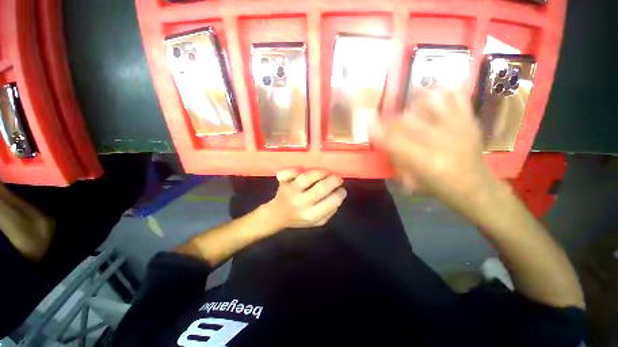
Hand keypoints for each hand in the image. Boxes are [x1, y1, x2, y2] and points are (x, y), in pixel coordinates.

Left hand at [264, 169, 346, 228]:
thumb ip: (329, 211)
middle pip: (320, 188)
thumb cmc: (300, 218)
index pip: (331, 202)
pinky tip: (302, 170)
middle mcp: (301, 203)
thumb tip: (339, 195)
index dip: (340, 194)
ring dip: (320, 172)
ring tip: (326, 172)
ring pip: (306, 178)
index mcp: (311, 215)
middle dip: (334, 180)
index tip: (342, 189)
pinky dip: (295, 169)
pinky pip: (289, 173)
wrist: (277, 215)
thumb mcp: (317, 222)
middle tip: (338, 178)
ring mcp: (291, 192)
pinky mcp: (283, 183)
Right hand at [370, 89, 493, 212]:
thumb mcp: (410, 183)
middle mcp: (442, 140)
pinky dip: (440, 94)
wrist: (475, 187)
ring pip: (429, 101)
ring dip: (413, 105)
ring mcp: (458, 126)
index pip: (394, 140)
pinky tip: (431, 101)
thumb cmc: (439, 188)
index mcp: (426, 161)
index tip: (370, 124)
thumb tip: (383, 142)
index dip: (378, 130)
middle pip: (407, 119)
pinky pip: (455, 95)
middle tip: (387, 123)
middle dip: (391, 120)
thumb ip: (394, 161)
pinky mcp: (470, 119)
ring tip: (409, 112)